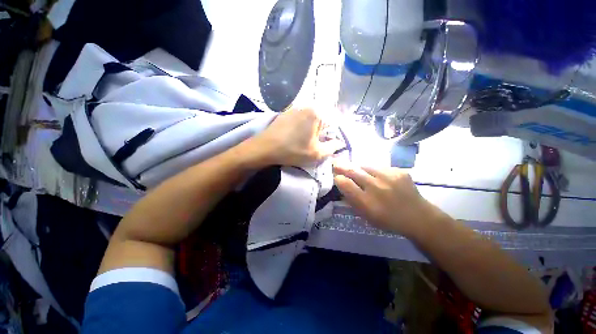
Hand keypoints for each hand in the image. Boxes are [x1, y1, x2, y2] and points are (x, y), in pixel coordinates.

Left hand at [250, 108, 344, 166]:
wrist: (264, 148)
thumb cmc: (293, 151)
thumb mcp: (317, 153)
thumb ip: (332, 147)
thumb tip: (340, 142)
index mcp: (317, 113)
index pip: (333, 124)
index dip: (331, 136)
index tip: (325, 146)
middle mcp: (306, 106)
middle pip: (321, 121)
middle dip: (320, 134)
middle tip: (313, 146)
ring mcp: (294, 109)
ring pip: (310, 121)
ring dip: (310, 132)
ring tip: (303, 143)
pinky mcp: (285, 113)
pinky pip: (299, 121)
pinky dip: (301, 129)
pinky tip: (294, 138)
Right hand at [333, 161, 439, 236]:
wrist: (418, 217)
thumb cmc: (388, 220)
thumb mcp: (365, 215)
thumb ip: (352, 200)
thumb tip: (342, 186)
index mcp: (366, 201)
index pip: (345, 183)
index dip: (338, 178)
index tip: (336, 177)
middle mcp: (376, 187)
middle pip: (353, 171)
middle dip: (342, 167)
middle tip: (335, 163)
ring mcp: (389, 177)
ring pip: (366, 166)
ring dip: (359, 169)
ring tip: (358, 171)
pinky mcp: (399, 171)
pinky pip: (380, 167)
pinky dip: (375, 171)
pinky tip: (378, 177)